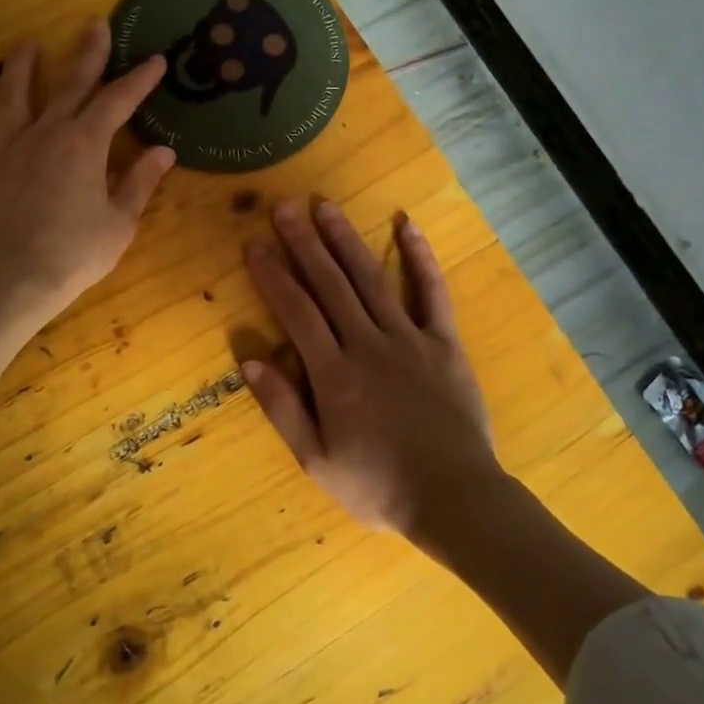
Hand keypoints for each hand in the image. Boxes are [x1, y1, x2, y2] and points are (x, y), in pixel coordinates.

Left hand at [0, 23, 174, 402]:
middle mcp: (44, 135)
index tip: (156, 60)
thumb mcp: (119, 222)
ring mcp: (6, 152)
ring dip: (19, 71)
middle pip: (68, 86)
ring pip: (11, 100)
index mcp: (84, 145)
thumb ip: (139, 182)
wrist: (12, 281)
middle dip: (86, 55)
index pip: (117, 102)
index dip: (139, 80)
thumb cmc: (75, 254)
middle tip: (95, 24)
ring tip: (25, 46)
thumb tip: (163, 151)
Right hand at [241, 199, 500, 535]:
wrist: (454, 498)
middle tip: (284, 205)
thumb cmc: (378, 485)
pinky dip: (420, 257)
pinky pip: (433, 293)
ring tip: (325, 206)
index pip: (295, 311)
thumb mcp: (317, 460)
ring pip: (372, 279)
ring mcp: (410, 339)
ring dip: (347, 240)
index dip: (273, 275)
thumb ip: (283, 408)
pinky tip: (407, 225)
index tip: (254, 244)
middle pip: (330, 284)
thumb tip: (249, 360)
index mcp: (333, 374)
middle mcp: (368, 344)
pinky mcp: (445, 343)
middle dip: (303, 242)